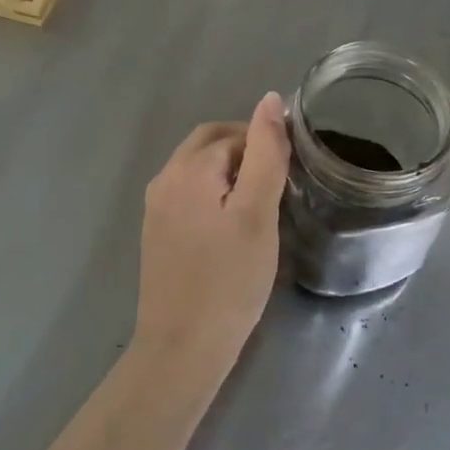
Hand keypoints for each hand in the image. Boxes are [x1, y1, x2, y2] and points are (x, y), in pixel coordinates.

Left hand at [133, 92, 288, 381]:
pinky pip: (189, 193)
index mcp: (188, 168)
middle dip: (245, 151)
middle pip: (210, 143)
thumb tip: (271, 99)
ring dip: (230, 172)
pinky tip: (233, 226)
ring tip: (262, 205)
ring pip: (199, 168)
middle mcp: (165, 178)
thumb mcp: (258, 213)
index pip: (234, 133)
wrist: (182, 350)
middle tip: (279, 184)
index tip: (292, 175)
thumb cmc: (229, 280)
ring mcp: (156, 207)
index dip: (266, 145)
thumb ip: (266, 152)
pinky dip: (214, 194)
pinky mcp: (157, 232)